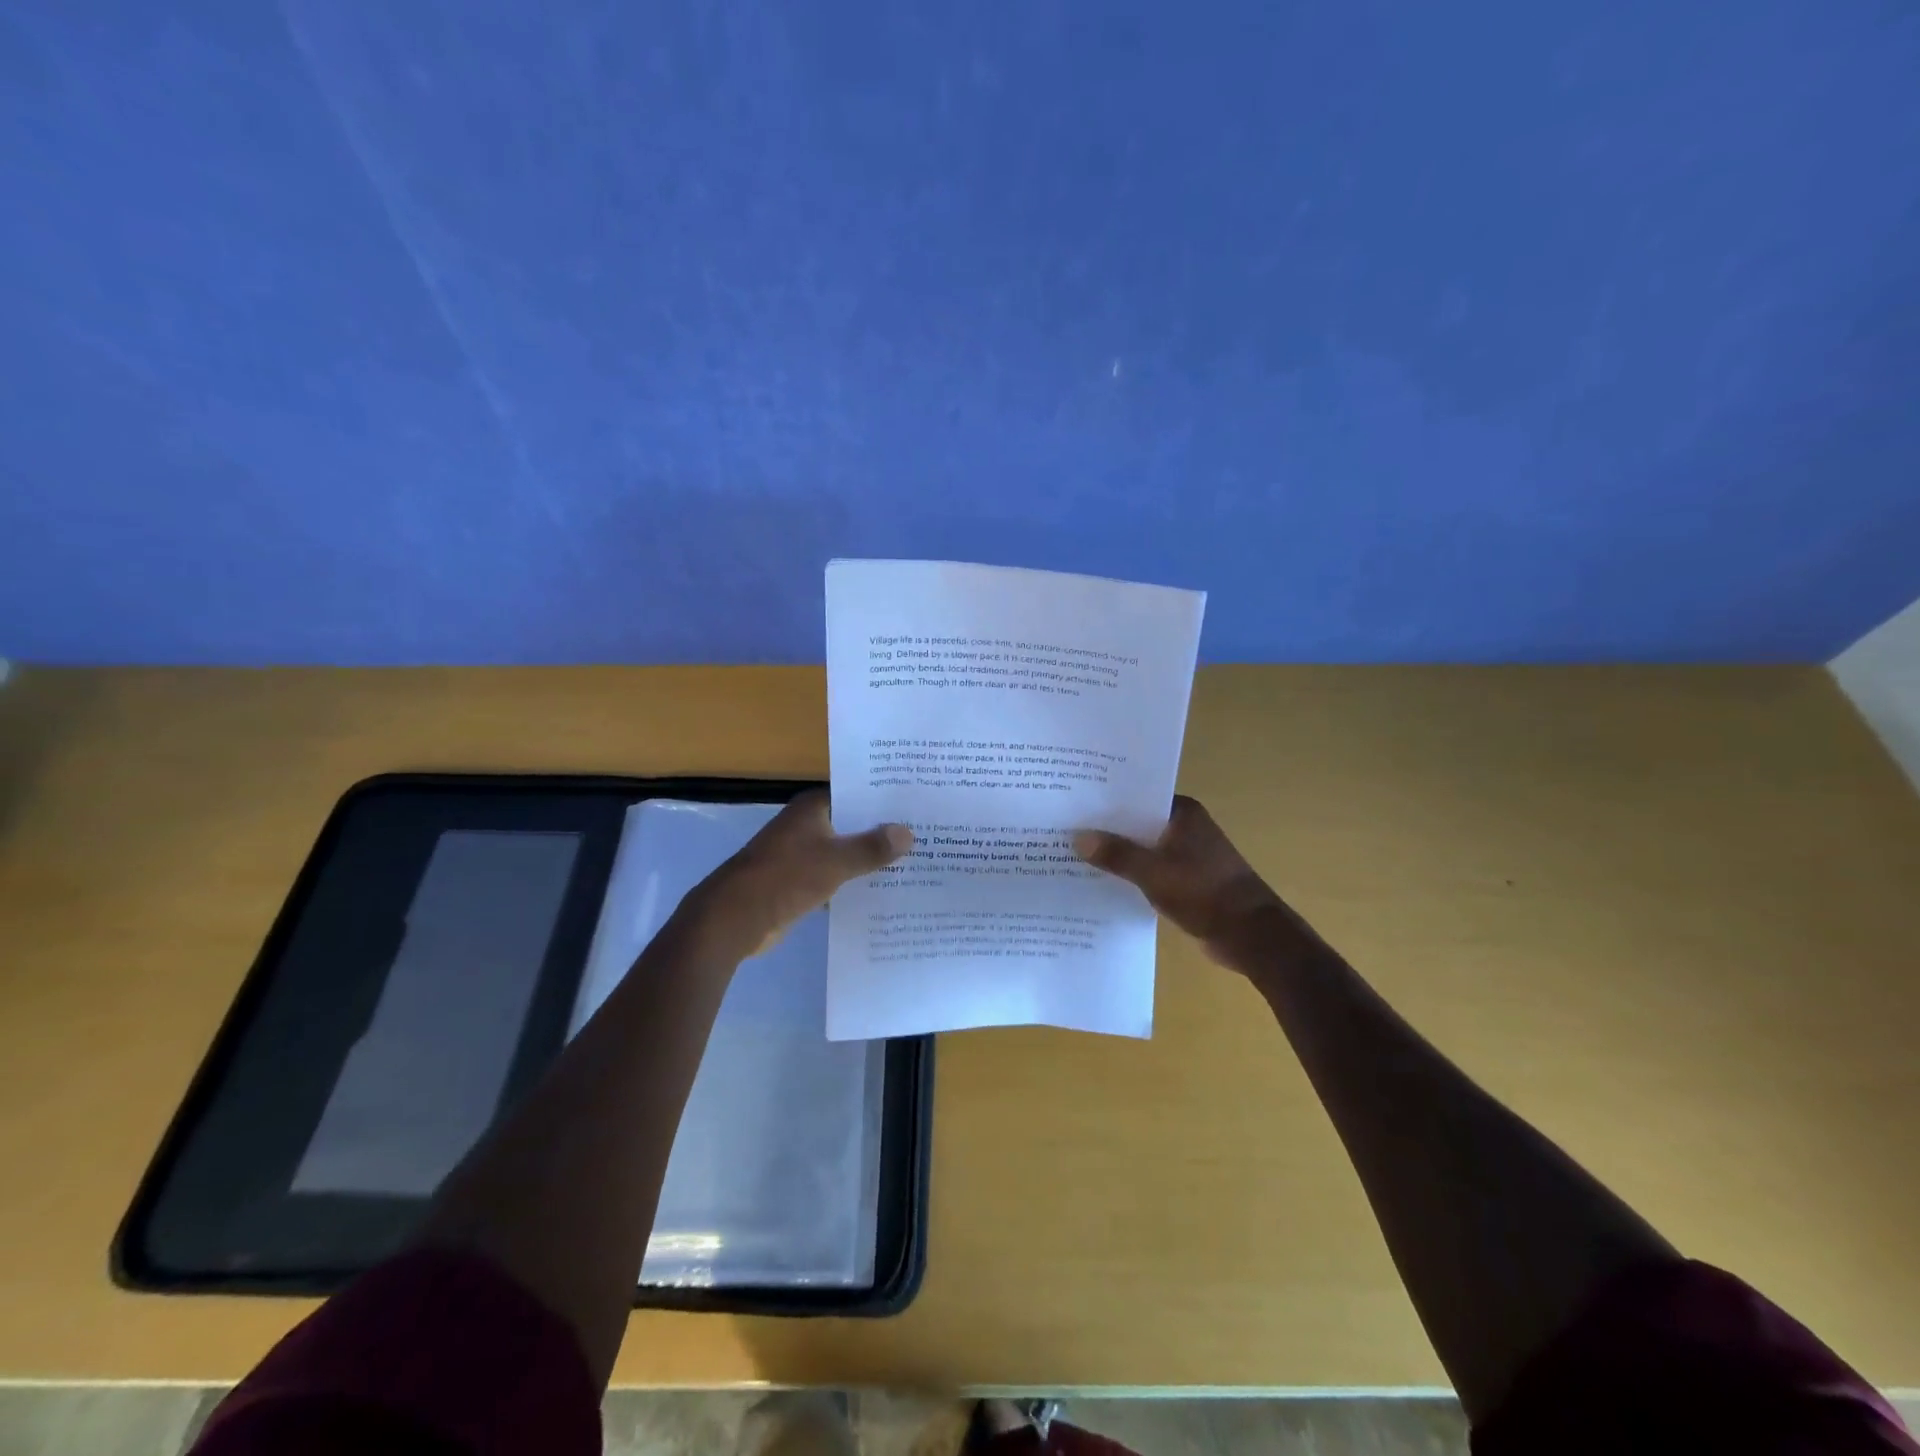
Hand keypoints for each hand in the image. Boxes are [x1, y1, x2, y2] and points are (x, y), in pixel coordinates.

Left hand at [683, 790, 912, 957]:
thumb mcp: (836, 861)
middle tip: (925, 837)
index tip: (918, 807)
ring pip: (845, 852)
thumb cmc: (785, 877)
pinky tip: (883, 891)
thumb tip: (908, 833)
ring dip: (869, 860)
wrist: (734, 918)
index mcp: (813, 807)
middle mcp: (807, 824)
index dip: (885, 801)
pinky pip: (835, 876)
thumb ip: (872, 847)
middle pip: (853, 824)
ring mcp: (801, 853)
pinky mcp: (798, 881)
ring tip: (913, 864)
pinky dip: (854, 882)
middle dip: (883, 833)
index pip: (857, 794)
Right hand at [1074, 796, 1306, 969]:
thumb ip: (1116, 854)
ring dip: (1118, 853)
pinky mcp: (1187, 880)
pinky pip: (1150, 869)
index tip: (1074, 801)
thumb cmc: (1204, 892)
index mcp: (1182, 813)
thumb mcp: (1153, 872)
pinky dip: (1131, 873)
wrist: (1250, 935)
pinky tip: (1102, 880)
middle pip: (1137, 821)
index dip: (1107, 799)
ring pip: (1143, 847)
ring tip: (1075, 853)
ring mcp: (1187, 854)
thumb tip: (1078, 837)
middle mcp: (1185, 827)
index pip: (1137, 795)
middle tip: (1065, 827)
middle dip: (1107, 828)